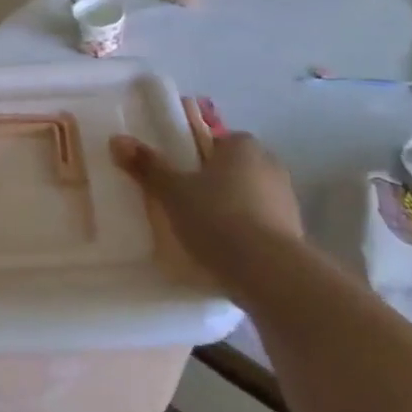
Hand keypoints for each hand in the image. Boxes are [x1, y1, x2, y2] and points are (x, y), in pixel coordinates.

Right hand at [112, 100, 304, 279]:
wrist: (268, 272)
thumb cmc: (217, 217)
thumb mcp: (172, 192)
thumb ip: (148, 166)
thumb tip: (117, 139)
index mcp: (243, 146)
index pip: (216, 141)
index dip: (196, 156)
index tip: (177, 176)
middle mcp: (270, 165)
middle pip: (233, 169)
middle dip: (212, 183)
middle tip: (183, 202)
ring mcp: (287, 200)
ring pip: (248, 197)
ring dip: (230, 208)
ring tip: (200, 231)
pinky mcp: (294, 234)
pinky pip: (260, 225)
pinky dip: (244, 233)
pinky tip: (223, 250)